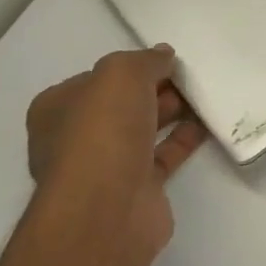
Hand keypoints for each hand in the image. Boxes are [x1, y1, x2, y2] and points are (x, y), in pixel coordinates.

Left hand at [25, 47, 204, 265]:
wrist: (108, 209)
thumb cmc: (102, 131)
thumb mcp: (121, 74)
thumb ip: (144, 60)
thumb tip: (163, 57)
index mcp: (57, 109)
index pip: (96, 79)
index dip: (131, 67)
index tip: (166, 60)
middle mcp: (76, 138)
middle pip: (122, 104)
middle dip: (156, 88)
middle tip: (190, 76)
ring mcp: (105, 166)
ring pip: (144, 129)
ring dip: (173, 111)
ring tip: (206, 94)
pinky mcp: (136, 188)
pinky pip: (164, 154)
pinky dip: (185, 138)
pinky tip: (209, 123)